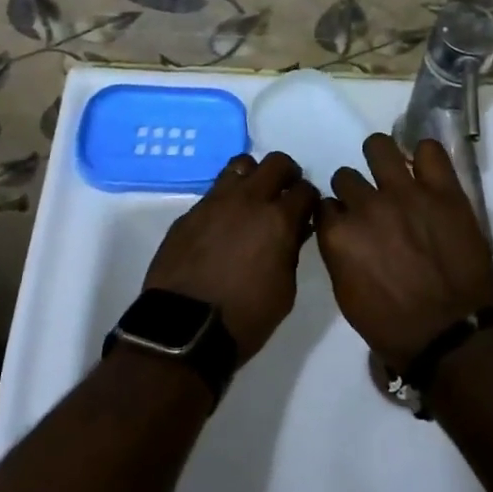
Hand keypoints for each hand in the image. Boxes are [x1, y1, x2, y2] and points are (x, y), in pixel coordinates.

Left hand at [142, 152, 317, 362]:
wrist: (183, 329)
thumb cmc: (244, 318)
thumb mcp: (285, 291)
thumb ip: (292, 251)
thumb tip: (294, 231)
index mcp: (277, 220)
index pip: (305, 190)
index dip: (309, 200)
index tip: (306, 212)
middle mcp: (248, 200)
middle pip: (276, 162)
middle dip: (287, 175)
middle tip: (285, 195)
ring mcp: (215, 201)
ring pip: (241, 165)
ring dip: (254, 177)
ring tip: (252, 200)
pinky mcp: (190, 212)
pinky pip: (214, 192)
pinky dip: (226, 200)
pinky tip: (223, 224)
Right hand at [317, 134, 492, 371]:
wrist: (451, 336)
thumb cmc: (393, 327)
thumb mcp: (347, 296)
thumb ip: (339, 254)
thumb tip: (341, 231)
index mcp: (340, 235)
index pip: (325, 204)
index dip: (337, 213)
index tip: (347, 221)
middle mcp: (367, 206)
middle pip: (346, 176)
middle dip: (355, 189)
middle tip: (372, 204)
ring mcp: (406, 193)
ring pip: (379, 147)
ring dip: (380, 159)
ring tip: (392, 171)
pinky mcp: (442, 191)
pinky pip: (429, 150)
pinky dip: (425, 155)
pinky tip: (425, 170)